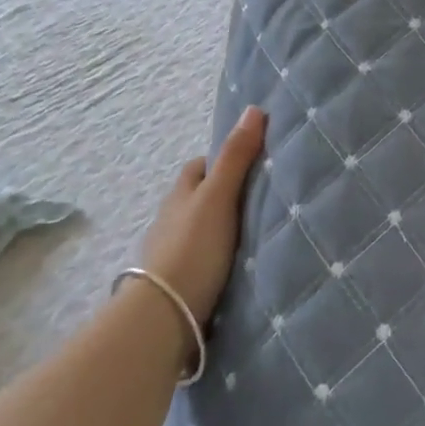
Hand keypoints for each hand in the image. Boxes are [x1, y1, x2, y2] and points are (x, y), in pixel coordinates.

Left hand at [140, 107, 265, 328]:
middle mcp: (171, 219)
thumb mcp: (219, 197)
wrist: (164, 316)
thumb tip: (254, 109)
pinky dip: (216, 255)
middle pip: (198, 197)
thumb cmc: (193, 248)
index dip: (223, 160)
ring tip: (254, 231)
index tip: (252, 162)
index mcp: (181, 194)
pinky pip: (201, 257)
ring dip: (219, 227)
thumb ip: (236, 157)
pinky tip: (236, 263)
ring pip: (199, 228)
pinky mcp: (178, 282)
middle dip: (222, 193)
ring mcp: (172, 253)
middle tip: (259, 196)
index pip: (200, 166)